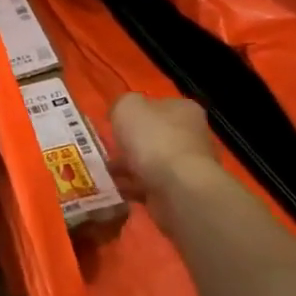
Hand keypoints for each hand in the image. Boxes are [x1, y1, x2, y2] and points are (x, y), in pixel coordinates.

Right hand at [110, 94, 241, 208]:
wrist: (179, 189)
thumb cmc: (154, 140)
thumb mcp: (127, 107)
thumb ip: (121, 104)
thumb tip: (120, 114)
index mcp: (184, 110)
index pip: (157, 106)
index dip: (135, 113)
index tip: (115, 123)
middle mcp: (191, 136)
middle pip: (153, 136)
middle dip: (130, 144)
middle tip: (107, 149)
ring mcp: (187, 166)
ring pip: (150, 163)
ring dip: (128, 168)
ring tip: (104, 172)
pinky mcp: (181, 191)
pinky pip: (149, 186)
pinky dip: (132, 187)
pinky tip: (114, 189)